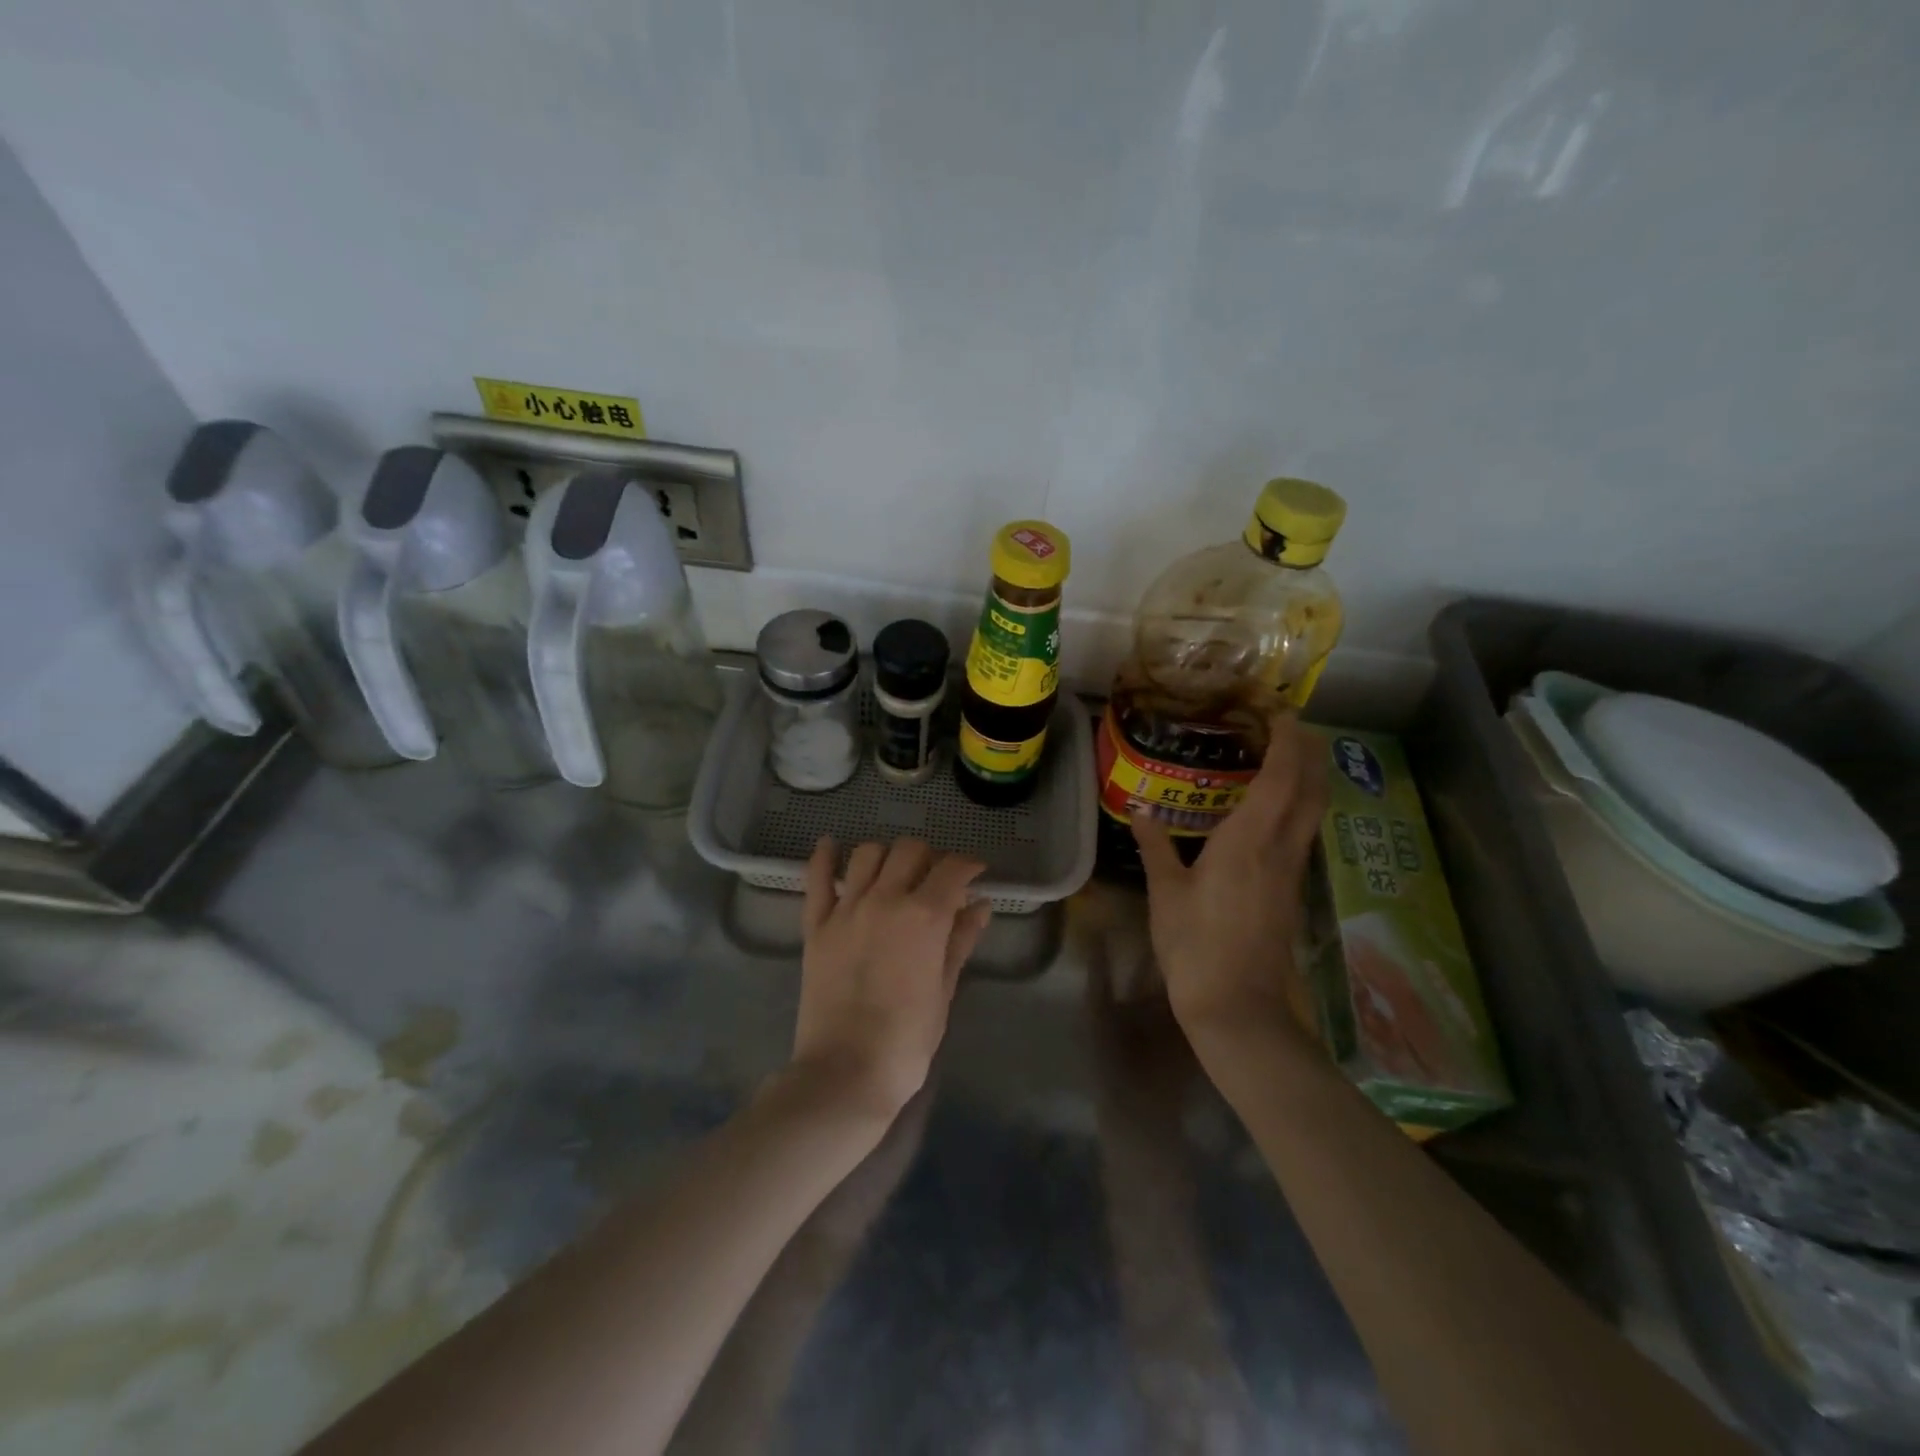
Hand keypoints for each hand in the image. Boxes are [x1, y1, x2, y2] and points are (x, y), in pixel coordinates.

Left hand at [793, 837, 992, 1118]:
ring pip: (868, 854)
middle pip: (910, 850)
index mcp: (924, 916)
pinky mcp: (816, 925)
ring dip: (888, 856)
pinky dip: (825, 856)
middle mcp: (886, 899)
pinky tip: (831, 845)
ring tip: (895, 874)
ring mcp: (846, 909)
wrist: (846, 1072)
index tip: (975, 873)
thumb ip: (961, 940)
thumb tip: (980, 905)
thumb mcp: (944, 989)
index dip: (969, 865)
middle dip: (930, 857)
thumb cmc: (907, 1040)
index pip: (952, 869)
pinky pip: (817, 878)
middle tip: (937, 880)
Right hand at [1132, 713, 1328, 1052]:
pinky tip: (1273, 807)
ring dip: (1308, 776)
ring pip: (1313, 810)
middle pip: (1312, 788)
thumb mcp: (1166, 892)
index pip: (1282, 776)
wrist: (1238, 1006)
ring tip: (1284, 755)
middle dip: (1310, 751)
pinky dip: (1297, 805)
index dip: (1288, 740)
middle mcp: (1280, 847)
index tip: (1280, 712)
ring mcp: (1292, 870)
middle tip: (1288, 725)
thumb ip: (1156, 846)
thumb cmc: (1195, 945)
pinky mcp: (1292, 889)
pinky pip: (1302, 831)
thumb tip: (1140, 811)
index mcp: (1249, 840)